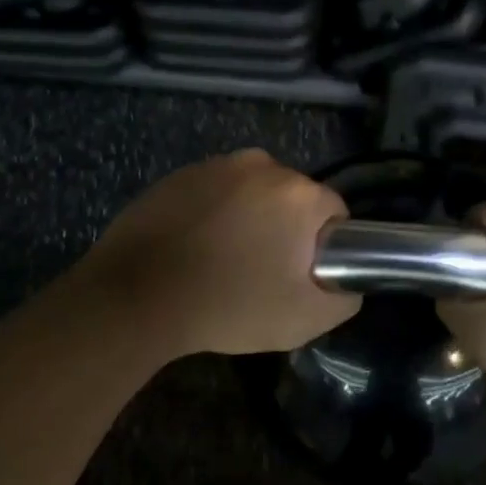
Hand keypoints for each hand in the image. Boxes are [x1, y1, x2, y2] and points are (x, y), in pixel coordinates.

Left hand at [70, 150, 359, 359]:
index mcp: (298, 193)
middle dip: (285, 229)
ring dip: (249, 218)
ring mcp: (217, 165)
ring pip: (252, 193)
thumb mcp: (304, 319)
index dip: (322, 247)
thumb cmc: (229, 305)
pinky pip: (214, 192)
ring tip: (223, 261)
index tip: (299, 275)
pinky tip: (193, 248)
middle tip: (262, 272)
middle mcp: (263, 165)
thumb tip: (348, 281)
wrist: (137, 295)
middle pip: (292, 198)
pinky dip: (213, 213)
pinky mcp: (180, 173)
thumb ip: (344, 297)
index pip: (334, 213)